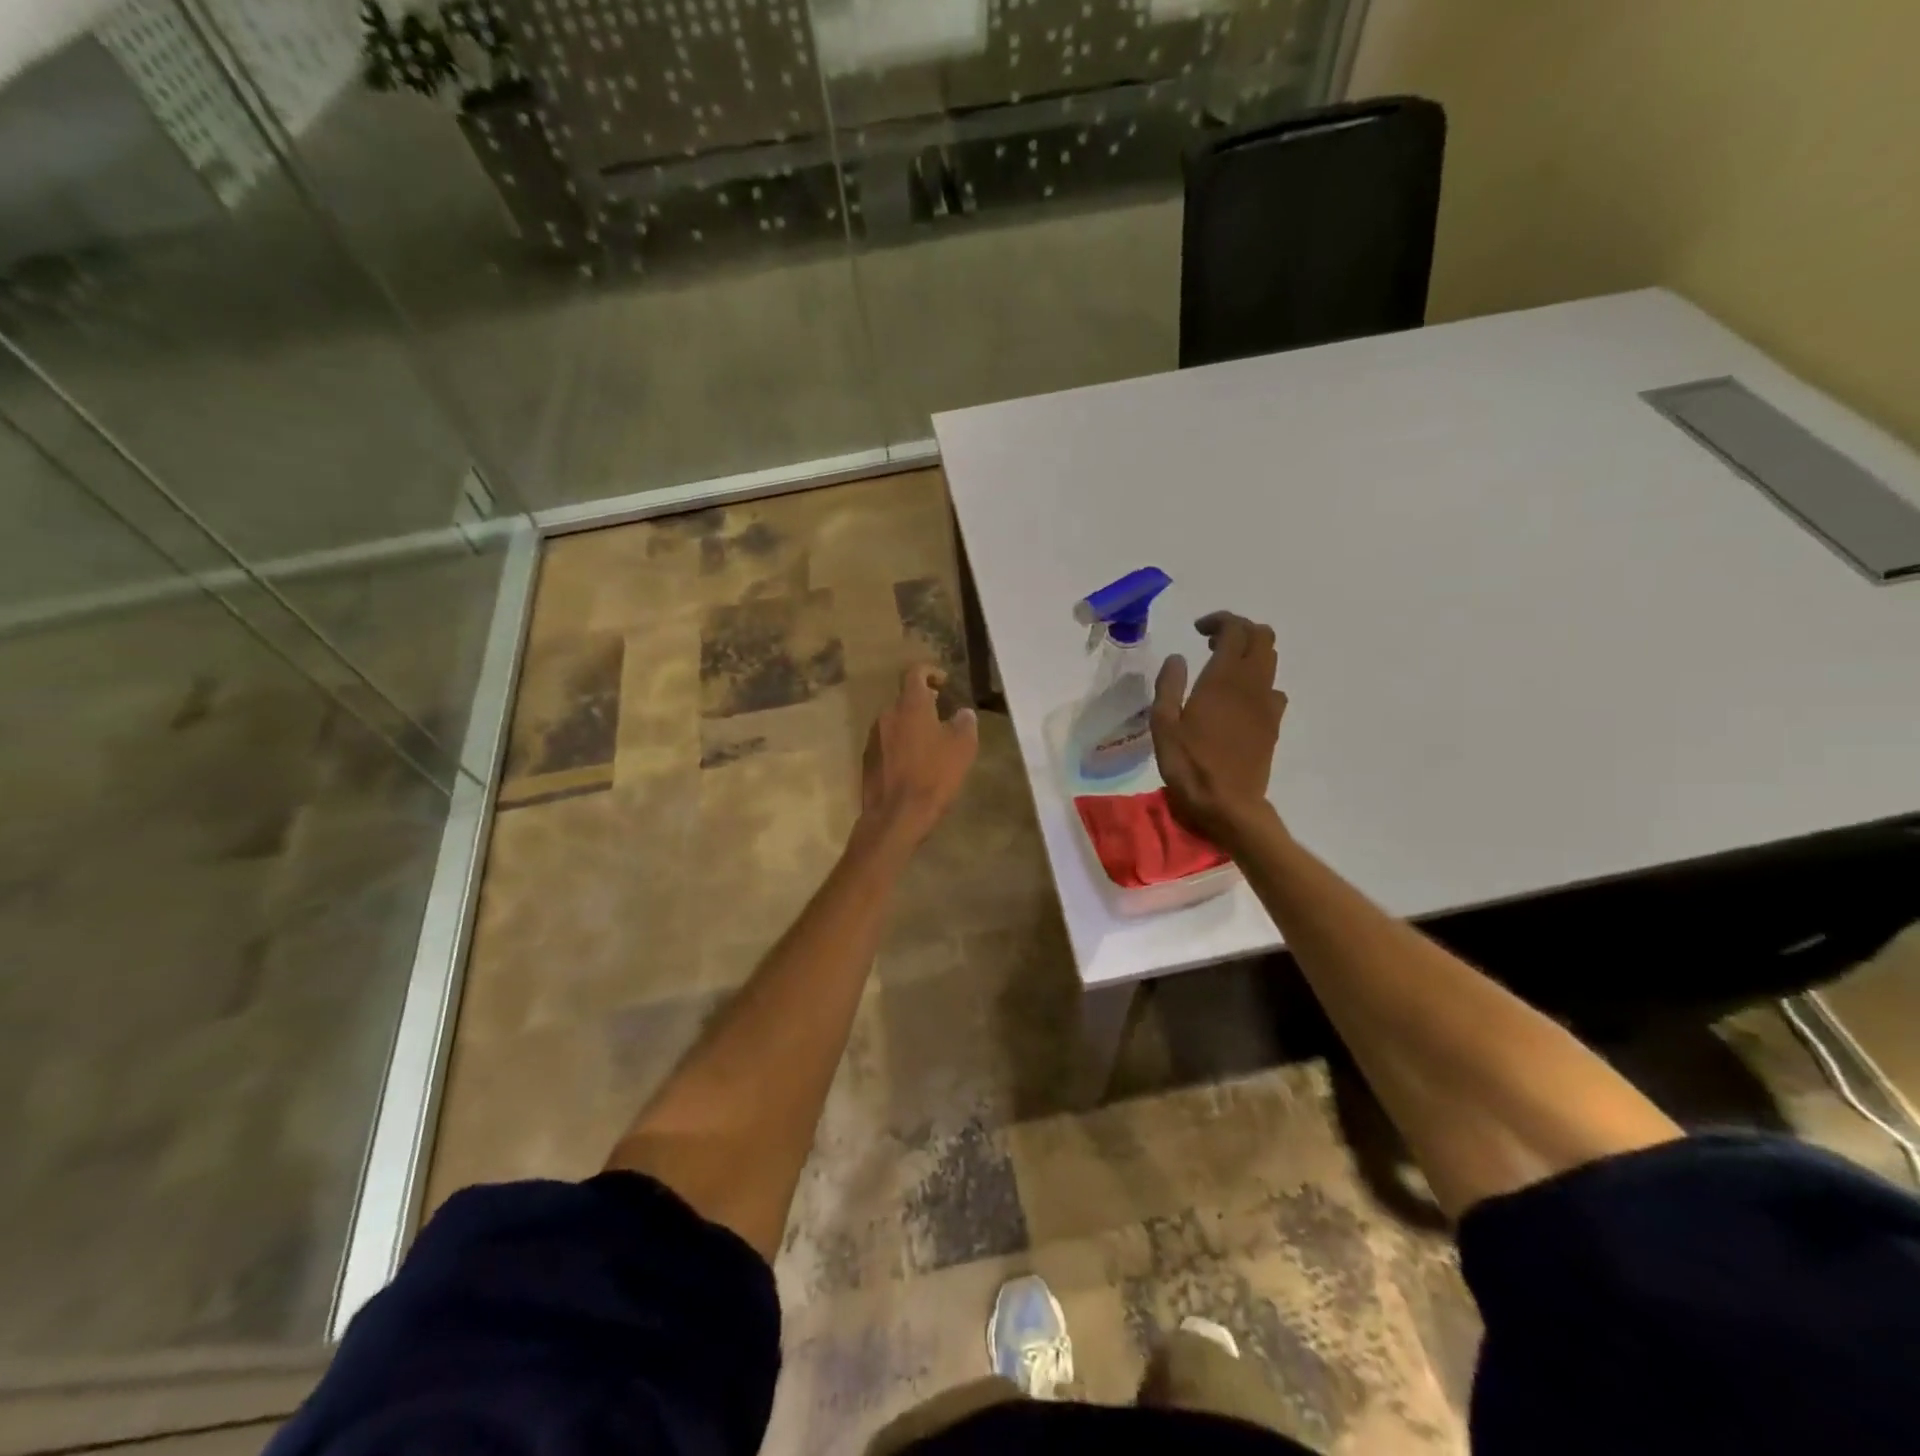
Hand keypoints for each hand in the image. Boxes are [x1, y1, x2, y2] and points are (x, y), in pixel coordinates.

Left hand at [859, 665, 978, 848]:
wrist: (895, 817)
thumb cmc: (933, 777)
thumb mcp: (962, 749)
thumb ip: (964, 724)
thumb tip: (963, 713)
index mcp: (910, 706)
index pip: (915, 673)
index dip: (930, 672)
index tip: (944, 683)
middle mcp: (887, 715)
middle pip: (905, 700)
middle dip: (924, 704)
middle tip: (943, 717)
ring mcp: (873, 738)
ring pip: (895, 722)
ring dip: (912, 726)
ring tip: (931, 744)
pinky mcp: (867, 760)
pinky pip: (887, 743)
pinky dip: (901, 745)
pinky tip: (915, 765)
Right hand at [1151, 612, 1286, 844]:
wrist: (1228, 804)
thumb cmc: (1188, 764)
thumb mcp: (1163, 724)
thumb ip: (1169, 685)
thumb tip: (1178, 658)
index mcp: (1223, 678)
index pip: (1235, 629)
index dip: (1219, 621)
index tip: (1198, 631)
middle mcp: (1251, 684)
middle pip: (1262, 637)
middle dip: (1239, 631)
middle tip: (1212, 643)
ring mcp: (1267, 704)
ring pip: (1271, 660)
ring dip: (1250, 653)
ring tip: (1222, 668)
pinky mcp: (1273, 724)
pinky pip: (1273, 689)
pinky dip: (1258, 681)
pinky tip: (1238, 700)